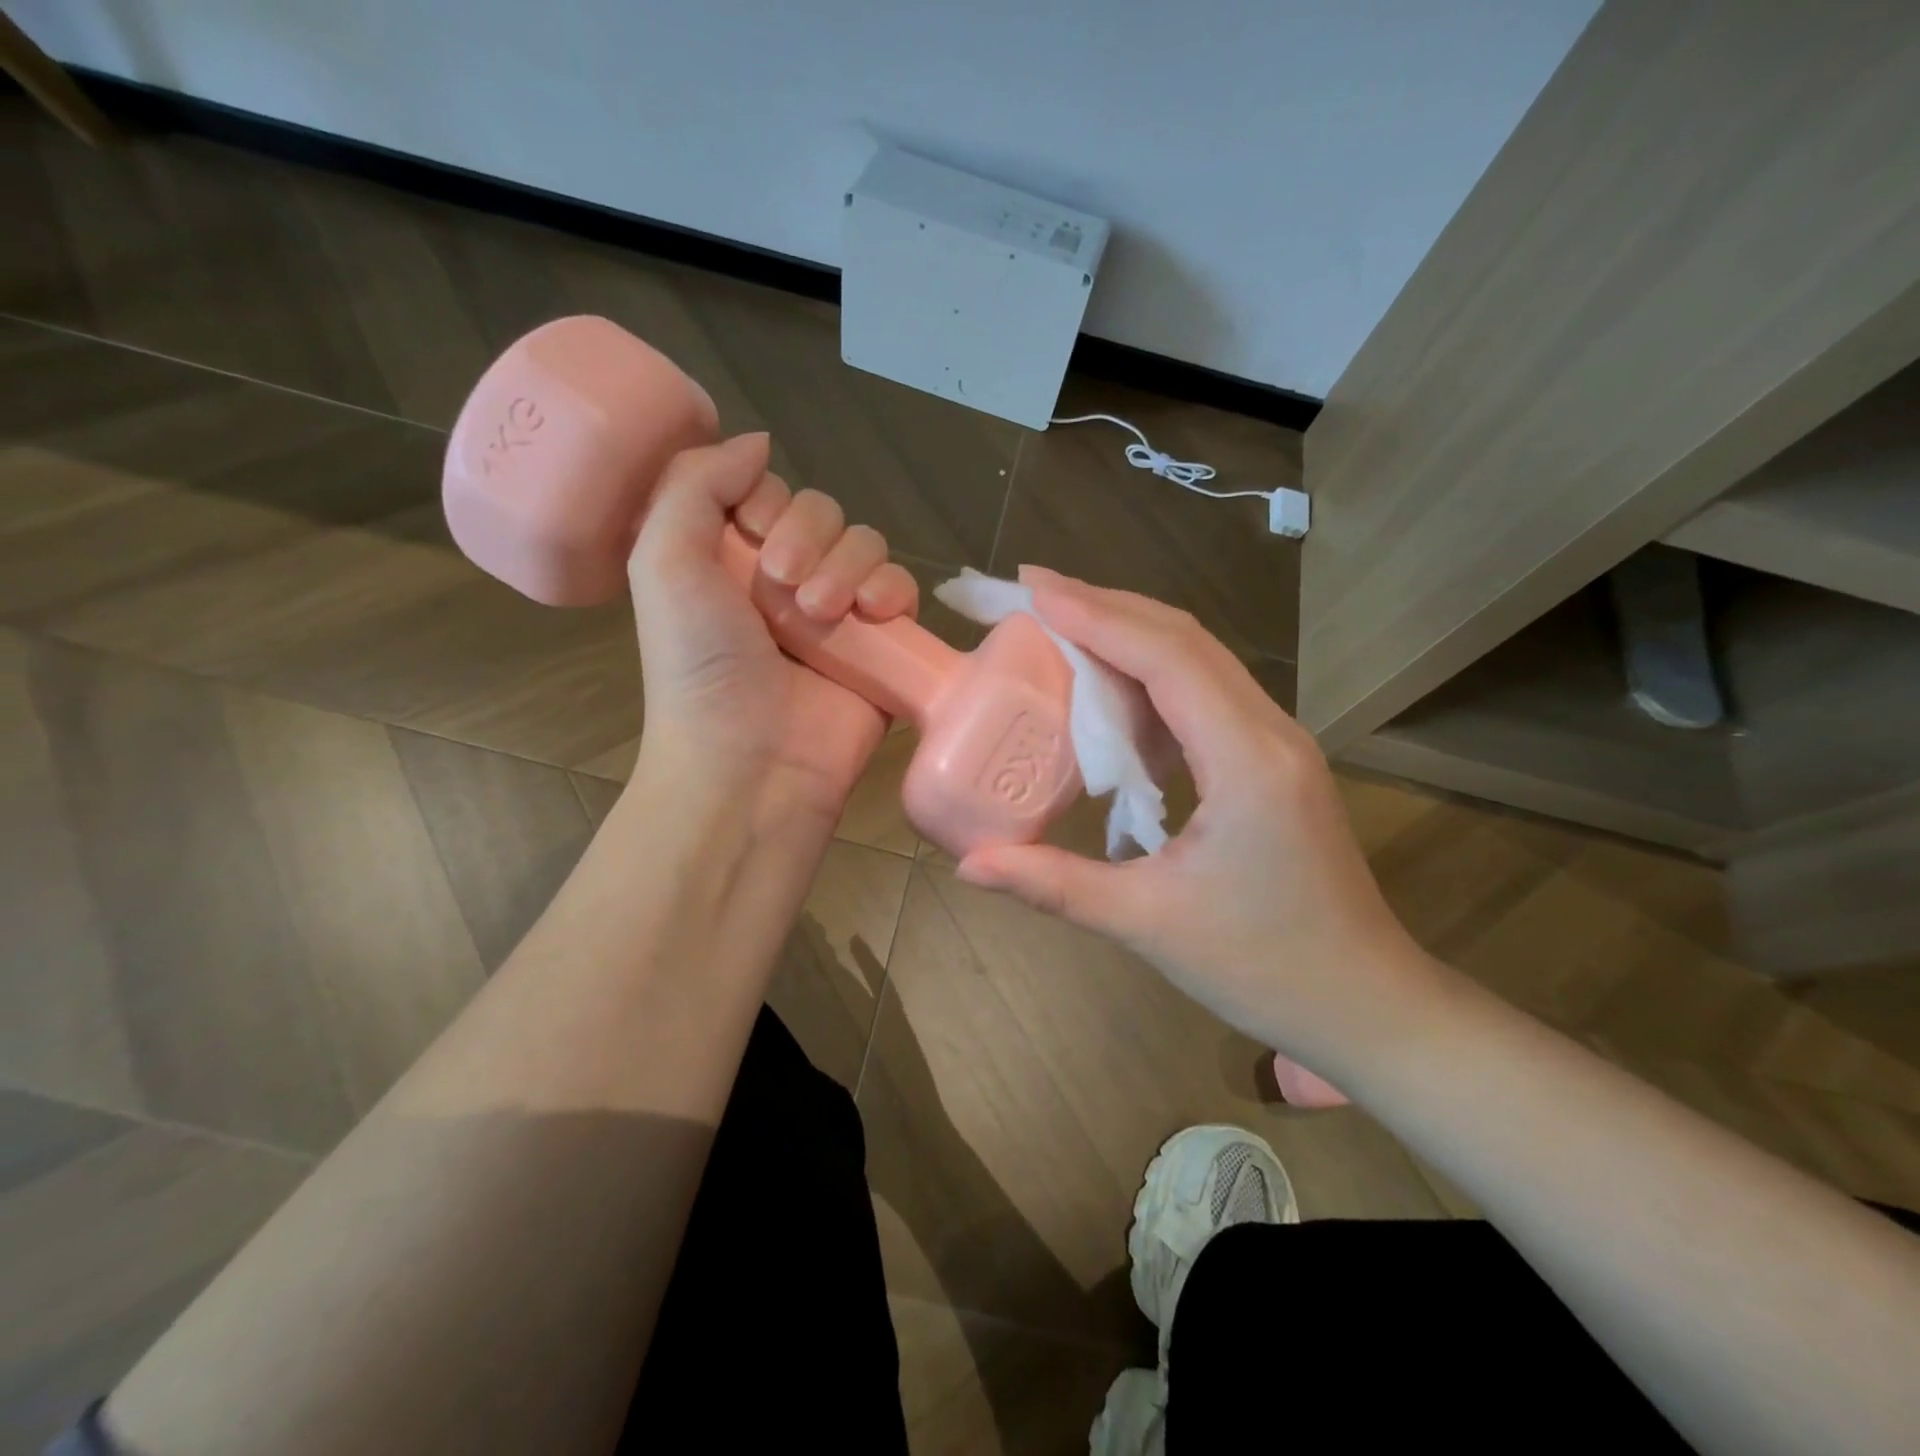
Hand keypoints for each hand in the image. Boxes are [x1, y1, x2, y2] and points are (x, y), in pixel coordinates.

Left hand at [626, 432, 918, 827]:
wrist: (752, 762)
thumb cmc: (700, 666)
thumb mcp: (663, 562)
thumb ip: (696, 484)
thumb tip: (757, 442)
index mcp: (733, 561)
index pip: (773, 494)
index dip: (770, 502)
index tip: (756, 534)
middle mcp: (788, 582)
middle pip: (825, 513)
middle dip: (810, 538)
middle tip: (785, 585)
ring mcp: (839, 615)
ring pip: (867, 545)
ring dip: (848, 566)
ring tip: (823, 614)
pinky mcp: (881, 645)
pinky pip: (902, 588)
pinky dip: (893, 590)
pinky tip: (874, 615)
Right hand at [954, 567, 1447, 1078]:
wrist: (1363, 1002)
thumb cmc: (1261, 967)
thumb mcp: (1147, 924)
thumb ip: (1054, 886)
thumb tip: (968, 866)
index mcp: (1245, 761)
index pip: (1166, 658)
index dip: (1096, 615)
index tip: (1033, 587)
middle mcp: (1269, 731)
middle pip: (1185, 640)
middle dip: (1107, 607)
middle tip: (1035, 593)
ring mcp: (1277, 742)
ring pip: (1199, 660)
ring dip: (1131, 635)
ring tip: (1062, 629)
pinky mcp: (1271, 760)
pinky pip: (1206, 695)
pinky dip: (1152, 676)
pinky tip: (1111, 692)